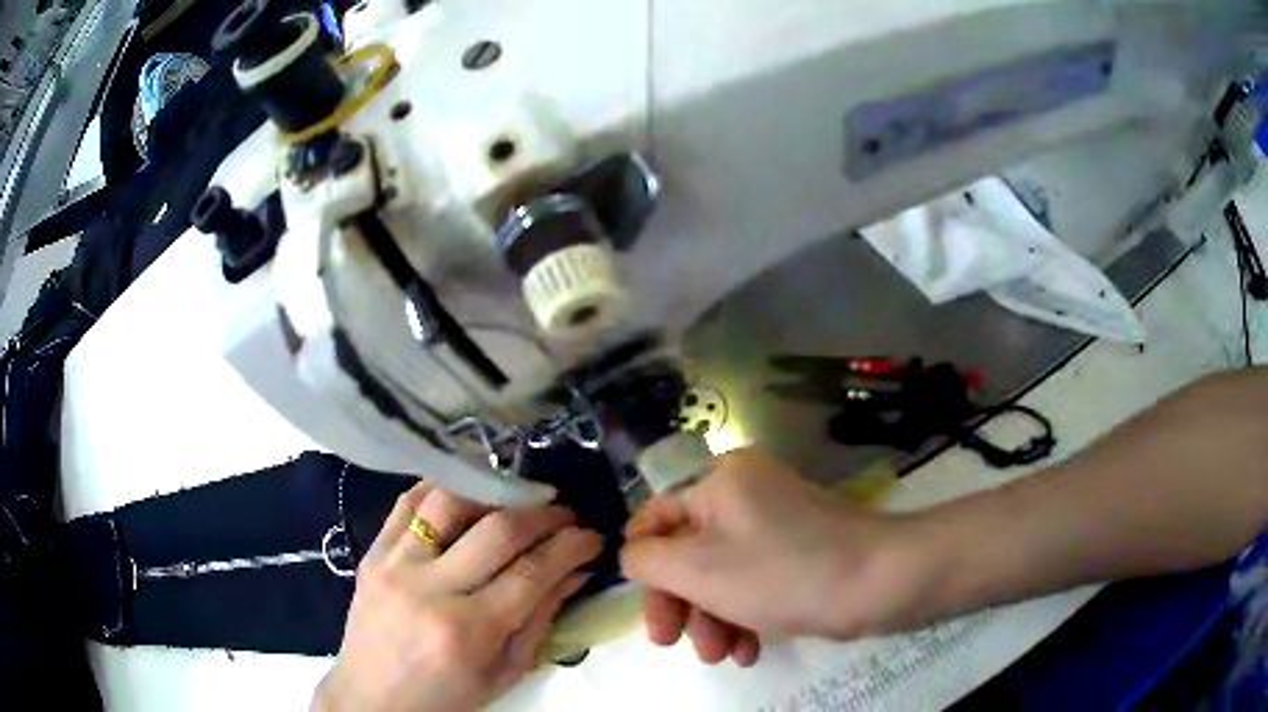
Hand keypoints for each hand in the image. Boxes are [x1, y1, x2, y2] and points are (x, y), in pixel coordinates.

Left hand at [313, 483, 601, 711]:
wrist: (371, 698)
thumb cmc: (445, 698)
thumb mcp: (504, 672)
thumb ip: (540, 620)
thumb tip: (575, 572)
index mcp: (468, 631)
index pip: (532, 571)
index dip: (571, 546)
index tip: (592, 535)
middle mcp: (430, 589)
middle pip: (497, 529)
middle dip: (544, 515)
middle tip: (565, 515)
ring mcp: (394, 564)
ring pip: (449, 501)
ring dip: (494, 492)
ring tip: (519, 500)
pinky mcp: (372, 552)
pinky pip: (407, 502)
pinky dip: (443, 489)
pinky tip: (468, 495)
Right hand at [621, 449, 924, 664]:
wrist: (879, 582)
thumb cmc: (781, 572)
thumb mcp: (697, 568)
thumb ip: (646, 559)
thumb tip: (634, 557)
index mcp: (718, 482)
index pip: (655, 519)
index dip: (643, 567)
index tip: (650, 613)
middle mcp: (743, 495)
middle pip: (687, 553)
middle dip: (681, 604)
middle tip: (676, 644)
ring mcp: (773, 525)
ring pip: (720, 574)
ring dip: (712, 619)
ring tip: (723, 656)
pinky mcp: (796, 553)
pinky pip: (753, 582)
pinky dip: (744, 616)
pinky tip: (749, 650)